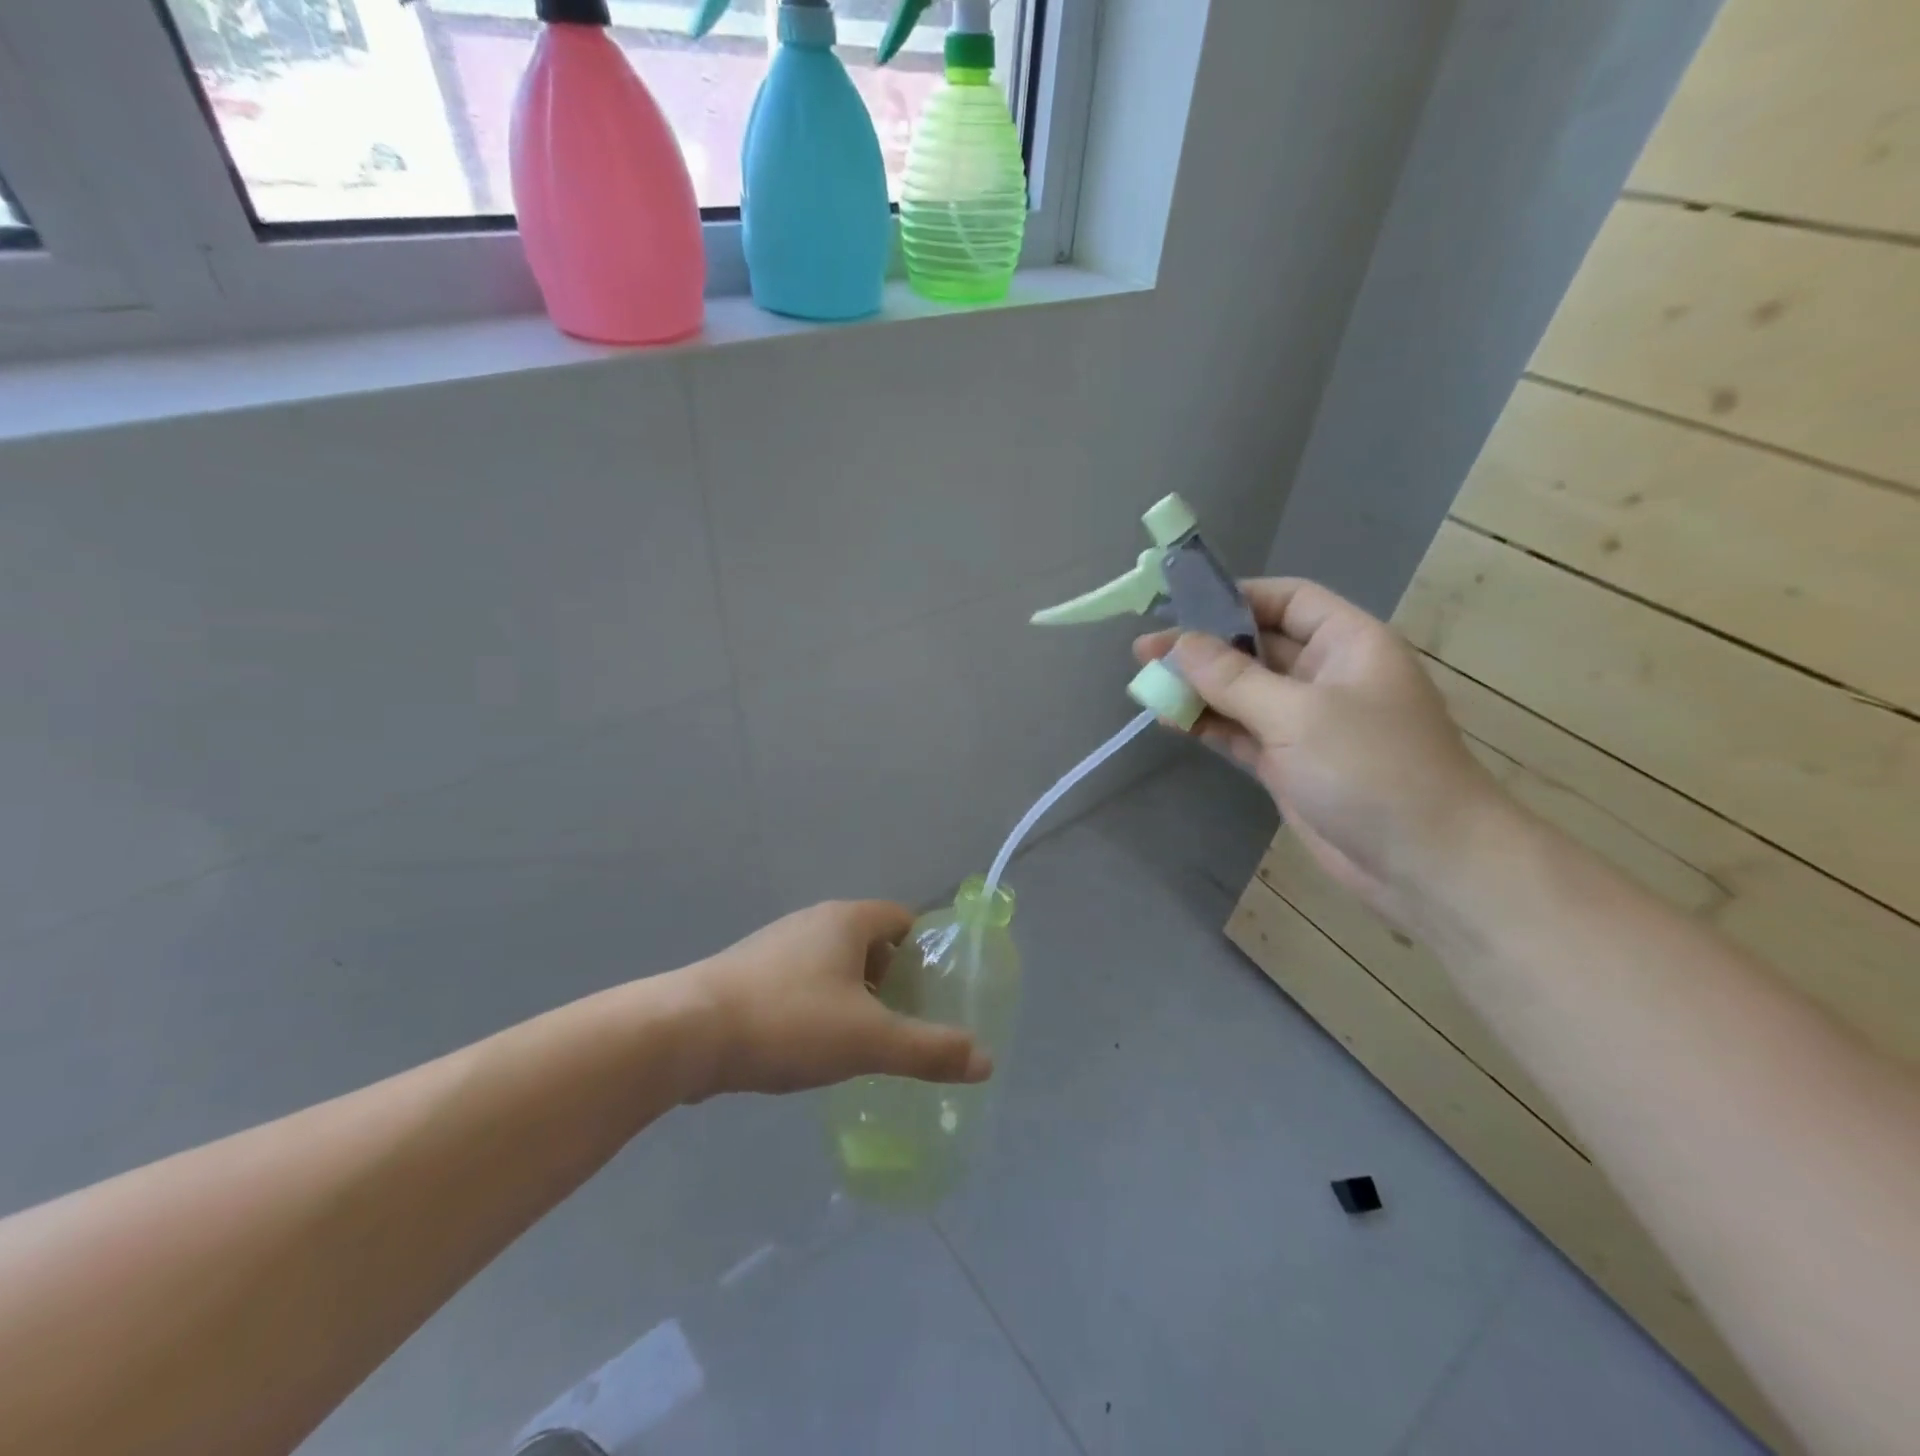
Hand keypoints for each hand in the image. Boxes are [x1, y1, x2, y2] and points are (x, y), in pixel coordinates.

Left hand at [682, 900, 992, 1099]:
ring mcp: (776, 945)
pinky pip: (801, 982)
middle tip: (905, 1024)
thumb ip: (929, 1050)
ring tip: (863, 1042)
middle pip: (870, 943)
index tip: (936, 994)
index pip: (904, 920)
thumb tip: (986, 1060)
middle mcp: (813, 921)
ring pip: (833, 964)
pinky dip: (819, 1005)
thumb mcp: (869, 1040)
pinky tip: (812, 1046)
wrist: (685, 1034)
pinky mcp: (748, 972)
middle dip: (892, 980)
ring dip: (854, 996)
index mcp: (847, 920)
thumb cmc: (789, 1022)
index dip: (926, 952)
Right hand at [1135, 579, 1503, 924]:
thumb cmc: (1371, 769)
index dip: (1235, 597)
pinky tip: (1169, 720)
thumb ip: (1233, 678)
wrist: (1424, 862)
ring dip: (1197, 688)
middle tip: (1143, 651)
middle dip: (1202, 647)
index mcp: (1347, 644)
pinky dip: (1207, 725)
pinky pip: (1240, 731)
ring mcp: (1306, 722)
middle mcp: (1325, 675)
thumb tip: (1180, 643)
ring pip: (1241, 692)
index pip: (1287, 600)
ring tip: (1145, 684)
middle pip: (1256, 646)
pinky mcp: (1289, 762)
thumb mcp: (1298, 714)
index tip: (1180, 607)